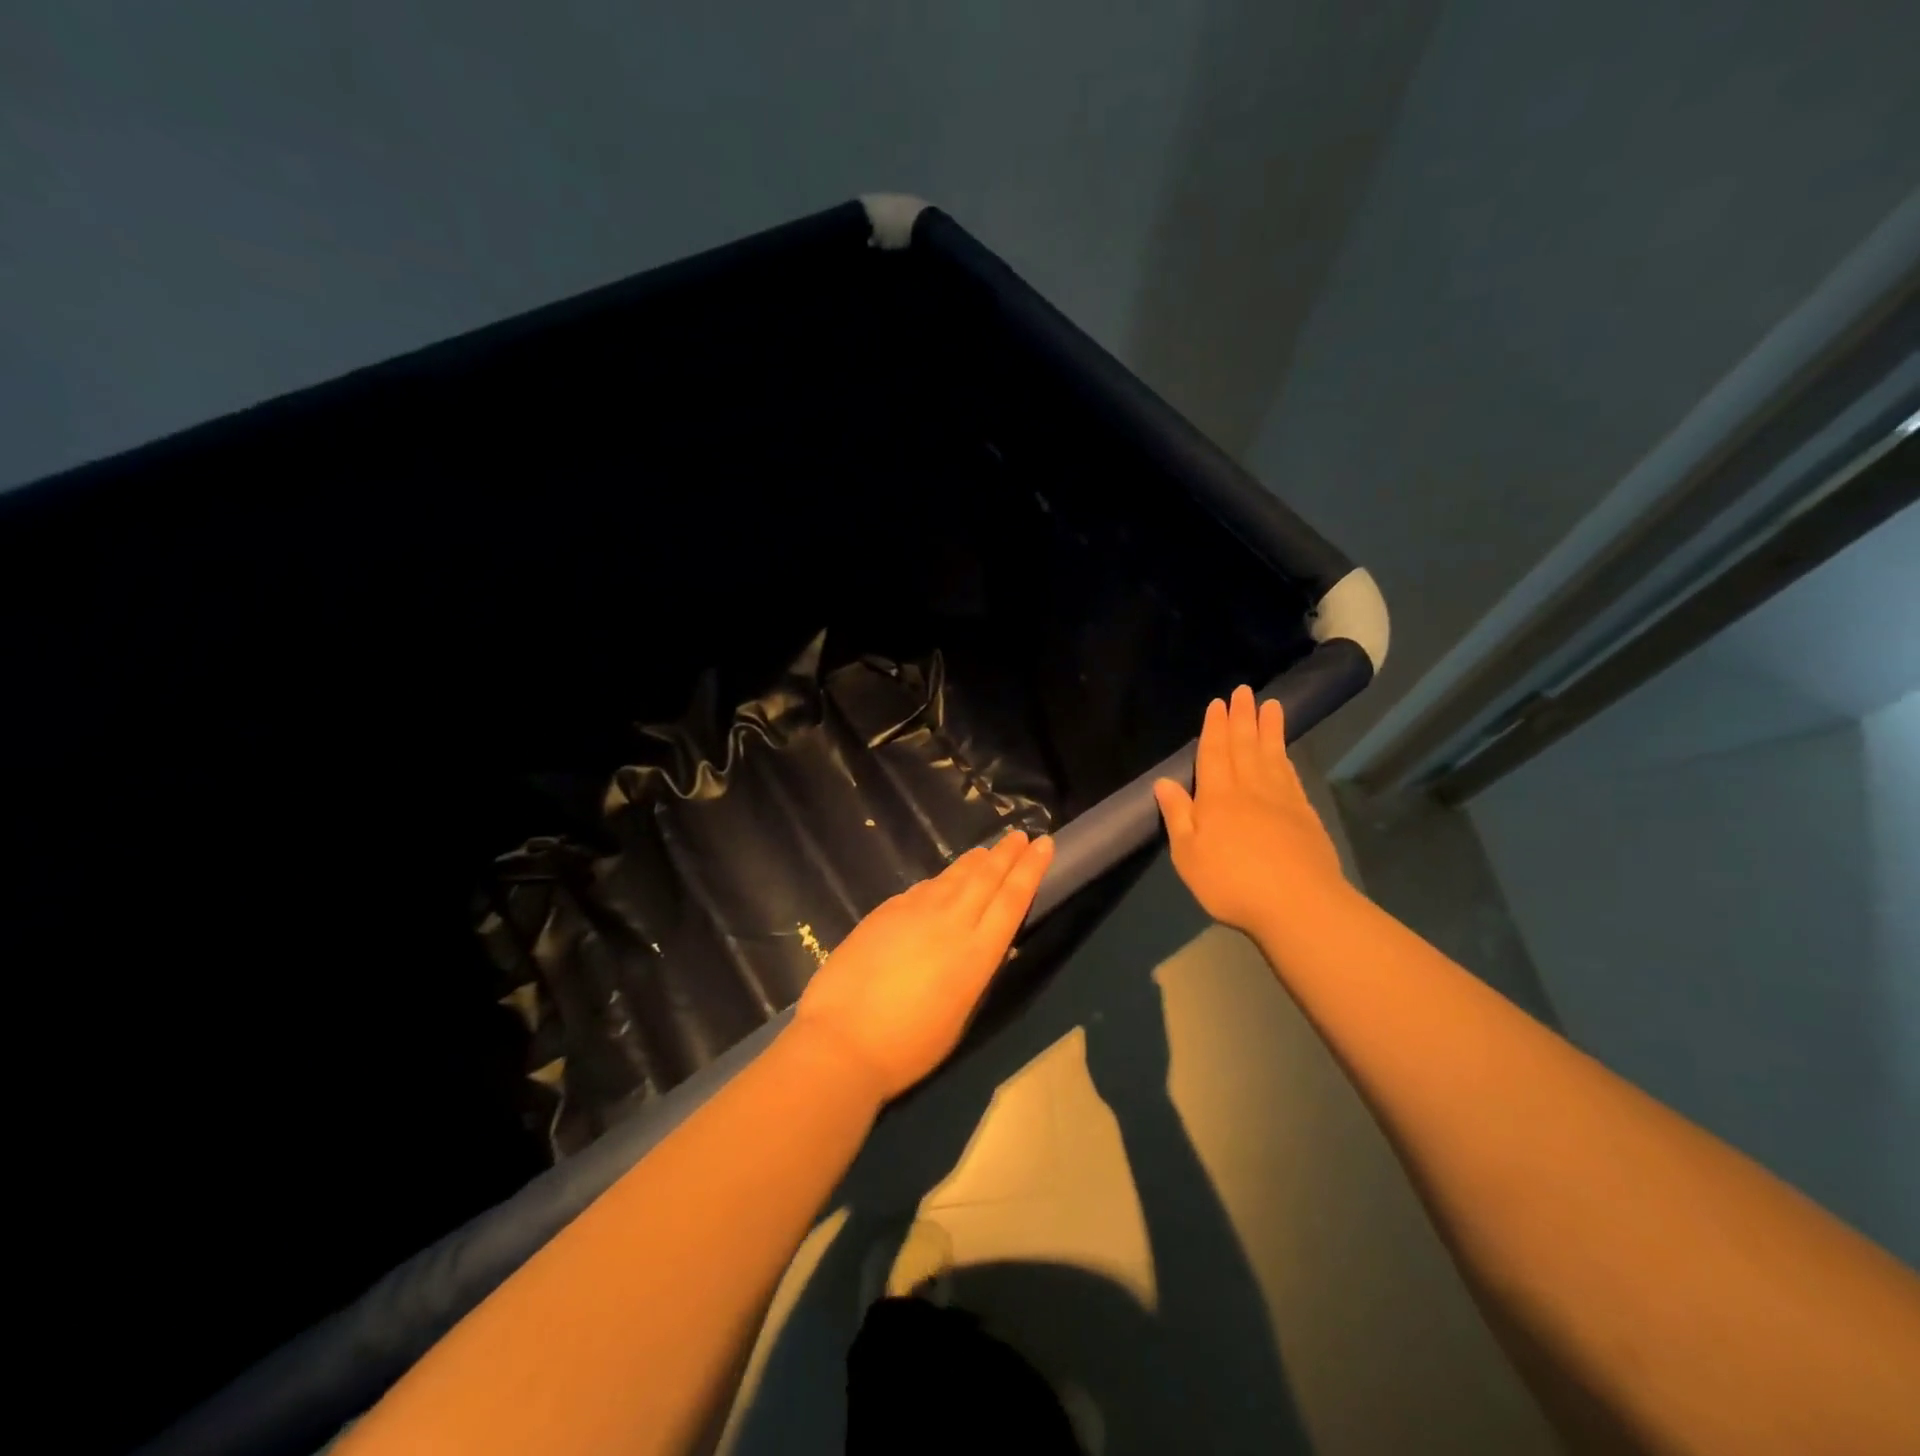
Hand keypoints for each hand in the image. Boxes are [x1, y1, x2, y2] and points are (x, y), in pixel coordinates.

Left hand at [794, 830, 1054, 1100]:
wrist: (843, 1039)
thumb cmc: (908, 1046)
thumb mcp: (959, 1013)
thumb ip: (971, 972)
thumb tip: (978, 946)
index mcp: (978, 953)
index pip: (1012, 899)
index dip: (1030, 869)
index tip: (1043, 844)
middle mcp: (952, 922)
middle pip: (986, 878)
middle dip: (1006, 854)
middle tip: (1020, 834)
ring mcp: (915, 912)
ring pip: (953, 877)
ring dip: (974, 862)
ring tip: (987, 851)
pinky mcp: (886, 911)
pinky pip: (923, 888)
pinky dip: (939, 880)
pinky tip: (941, 881)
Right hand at [1152, 685, 1348, 936]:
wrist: (1299, 905)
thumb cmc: (1232, 883)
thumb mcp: (1188, 855)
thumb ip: (1178, 816)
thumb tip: (1163, 782)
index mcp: (1218, 797)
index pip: (1214, 754)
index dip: (1215, 727)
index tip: (1218, 703)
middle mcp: (1250, 790)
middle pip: (1245, 746)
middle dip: (1243, 717)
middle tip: (1244, 691)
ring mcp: (1282, 801)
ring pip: (1272, 755)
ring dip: (1269, 729)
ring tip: (1271, 705)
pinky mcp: (1305, 816)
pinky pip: (1291, 776)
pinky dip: (1285, 758)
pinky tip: (1284, 754)